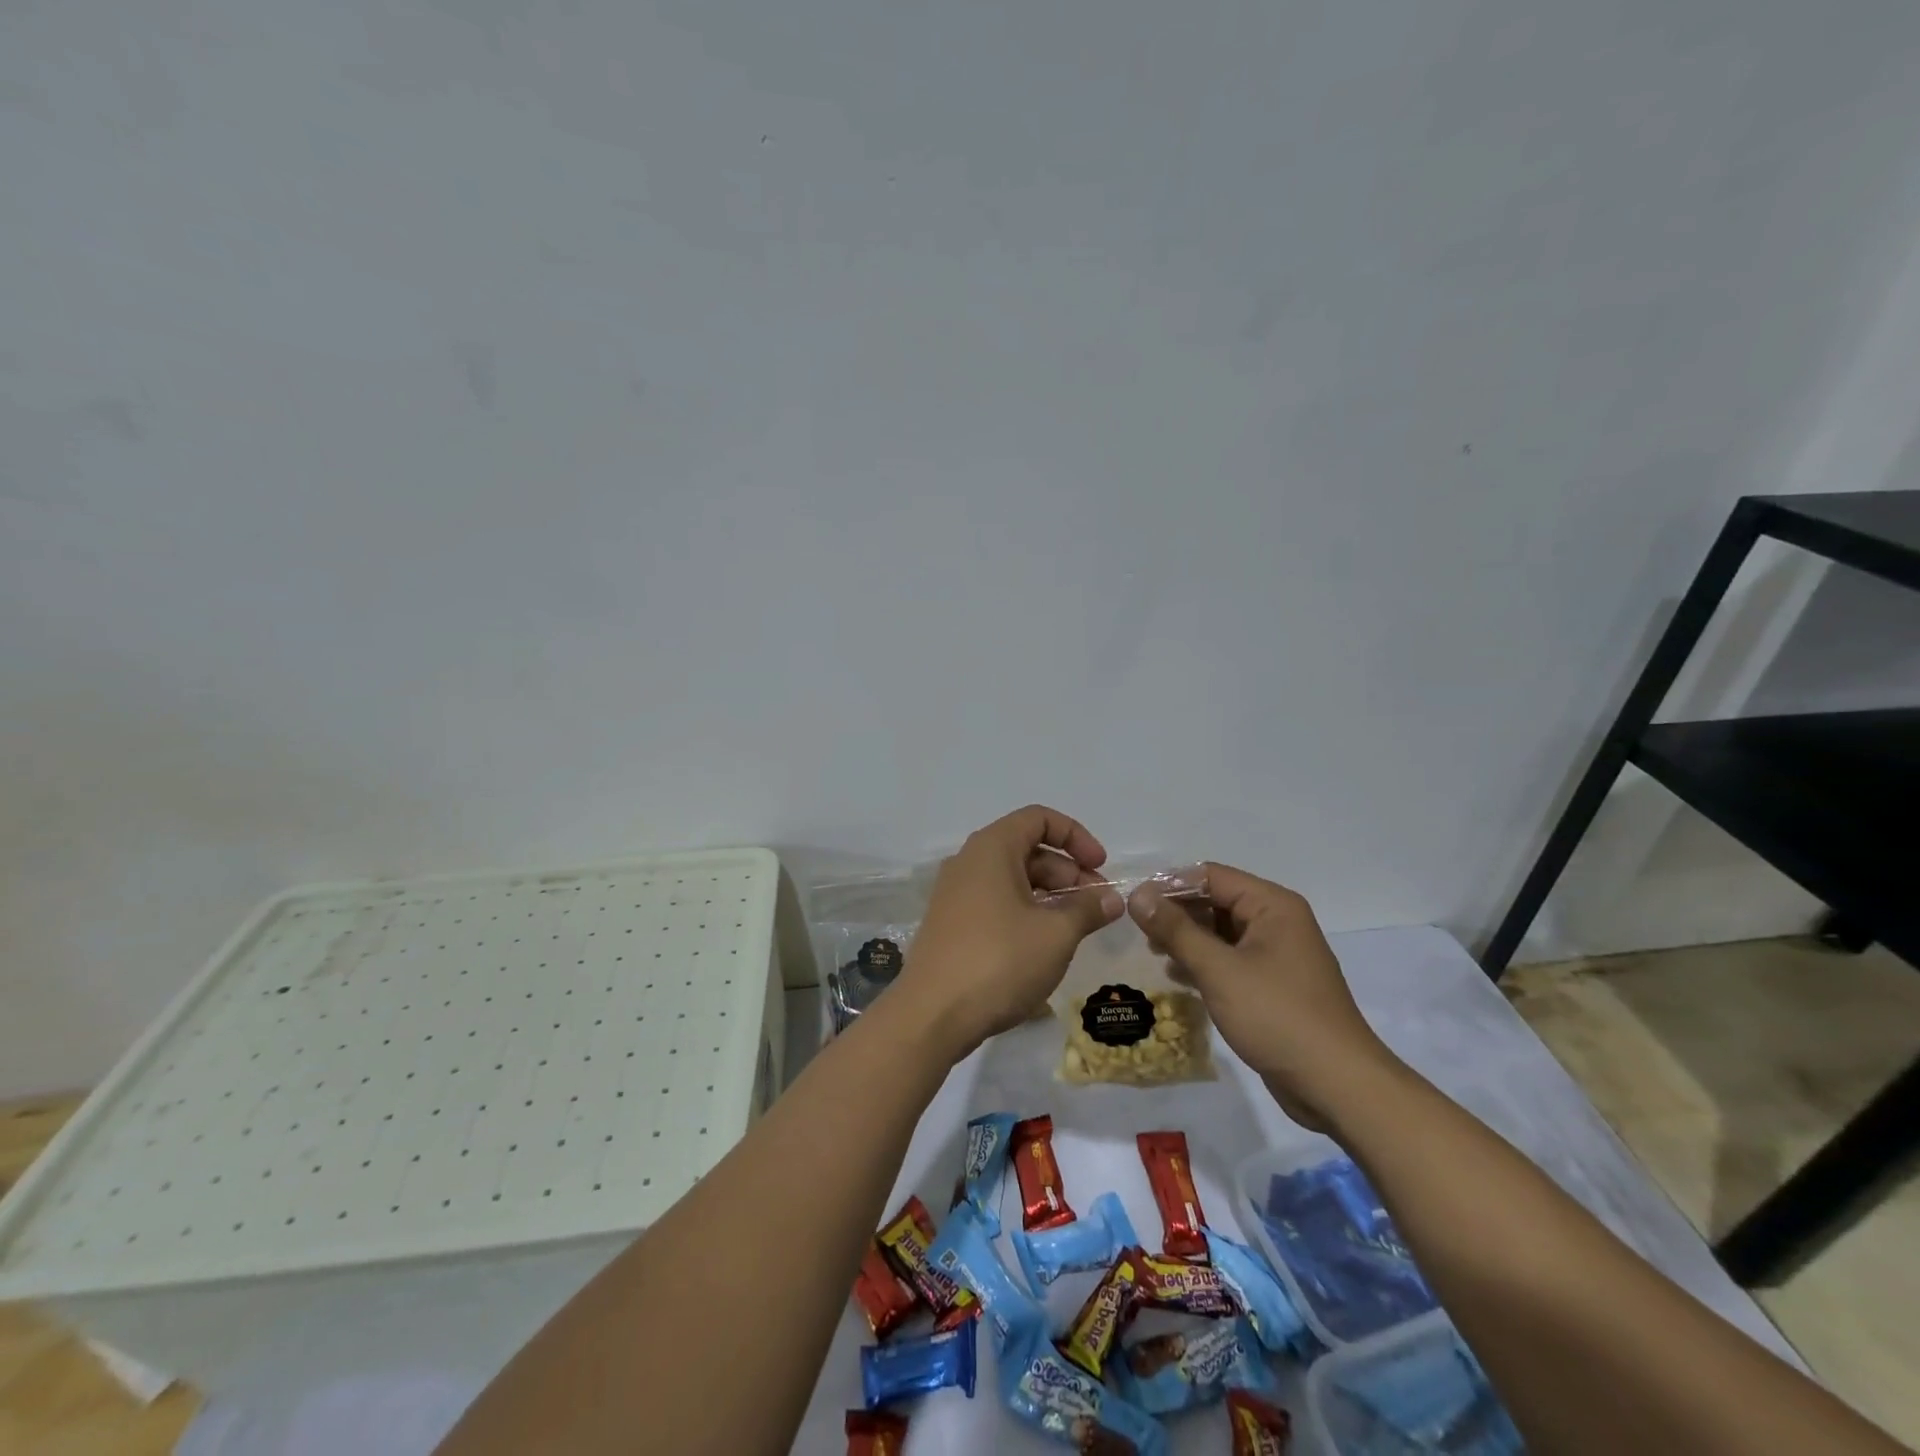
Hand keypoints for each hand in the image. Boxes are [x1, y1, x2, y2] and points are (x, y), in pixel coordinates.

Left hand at [895, 805, 1125, 1061]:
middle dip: (1068, 871)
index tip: (1101, 867)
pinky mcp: (951, 924)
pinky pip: (996, 902)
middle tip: (1098, 906)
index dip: (1076, 836)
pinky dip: (1026, 912)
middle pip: (1027, 849)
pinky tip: (1045, 944)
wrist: (931, 1015)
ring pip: (1013, 879)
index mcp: (991, 848)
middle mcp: (969, 862)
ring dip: (1050, 895)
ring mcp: (955, 894)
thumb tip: (1111, 898)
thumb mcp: (1055, 934)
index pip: (1039, 818)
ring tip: (1078, 928)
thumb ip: (1087, 909)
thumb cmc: (999, 961)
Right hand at [1128, 863, 1398, 1129]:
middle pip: (1216, 901)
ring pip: (1221, 932)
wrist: (1337, 1086)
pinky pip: (1231, 960)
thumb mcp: (1218, 969)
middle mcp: (1277, 922)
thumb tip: (1138, 895)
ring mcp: (1277, 955)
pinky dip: (1204, 963)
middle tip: (1140, 932)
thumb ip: (1176, 930)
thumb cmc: (1277, 1016)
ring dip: (1187, 939)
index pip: (1211, 876)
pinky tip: (1178, 976)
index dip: (1170, 885)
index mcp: (1272, 905)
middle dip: (1177, 913)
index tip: (1134, 903)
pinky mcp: (1273, 985)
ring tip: (1154, 953)